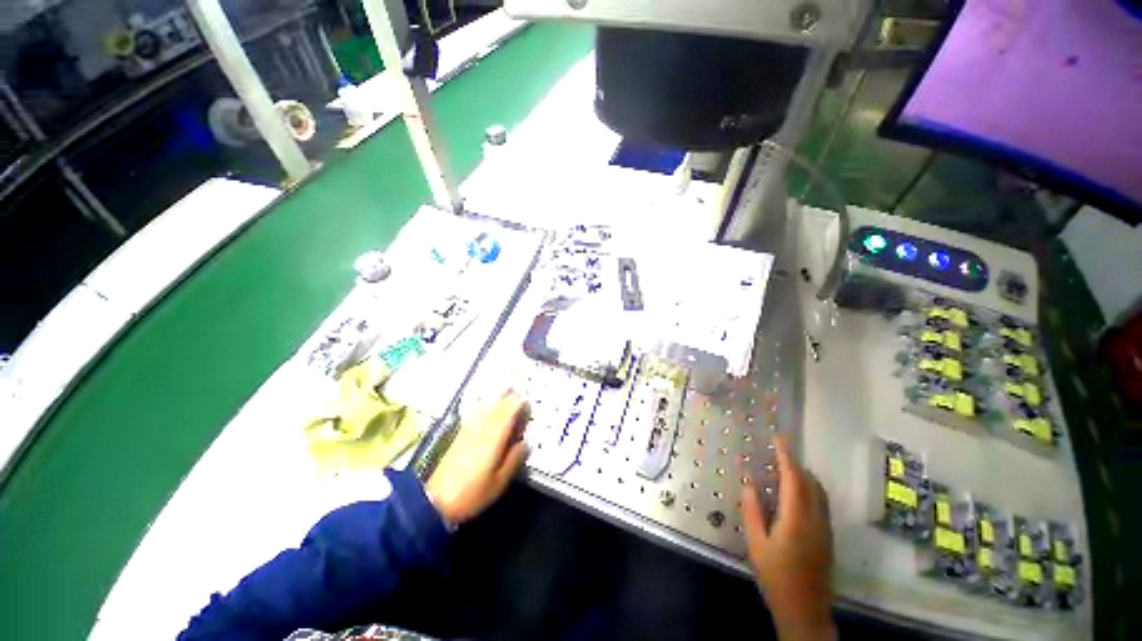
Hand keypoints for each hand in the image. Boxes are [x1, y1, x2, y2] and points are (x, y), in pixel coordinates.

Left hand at [425, 394, 529, 525]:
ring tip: (508, 405)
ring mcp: (469, 428)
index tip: (529, 404)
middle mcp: (482, 426)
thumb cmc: (472, 493)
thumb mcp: (499, 482)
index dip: (520, 403)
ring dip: (499, 402)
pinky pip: (477, 413)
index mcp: (494, 436)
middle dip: (511, 399)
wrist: (435, 500)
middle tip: (521, 403)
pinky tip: (490, 413)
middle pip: (498, 404)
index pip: (509, 409)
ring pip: (487, 406)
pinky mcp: (460, 433)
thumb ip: (514, 459)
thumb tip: (526, 442)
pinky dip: (487, 409)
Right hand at [740, 436, 834, 640]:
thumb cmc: (777, 578)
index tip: (779, 438)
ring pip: (819, 493)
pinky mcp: (828, 538)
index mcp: (797, 519)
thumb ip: (752, 511)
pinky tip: (792, 498)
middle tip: (776, 455)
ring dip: (803, 478)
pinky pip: (820, 504)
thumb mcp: (756, 544)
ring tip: (783, 472)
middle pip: (811, 483)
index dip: (786, 456)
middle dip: (795, 465)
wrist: (805, 612)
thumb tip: (749, 484)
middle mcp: (816, 519)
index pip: (794, 478)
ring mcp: (825, 529)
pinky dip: (808, 491)